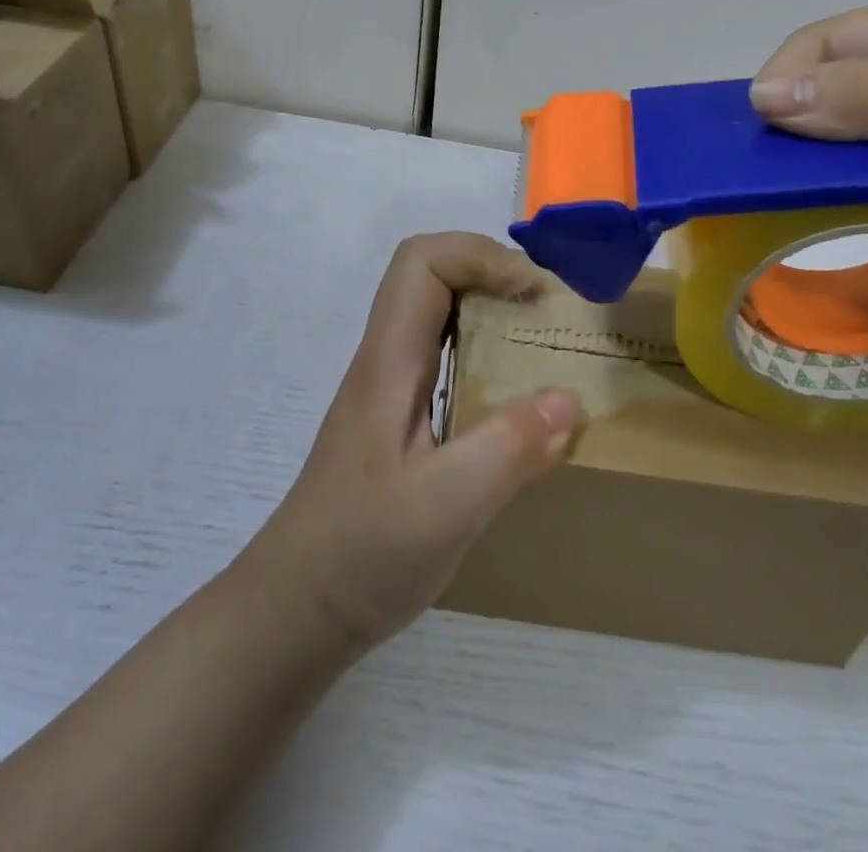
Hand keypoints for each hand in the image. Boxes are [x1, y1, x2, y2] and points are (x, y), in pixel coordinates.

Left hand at [240, 233, 583, 657]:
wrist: (296, 611)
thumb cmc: (361, 554)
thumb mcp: (443, 508)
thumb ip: (507, 450)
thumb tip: (570, 399)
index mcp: (389, 360)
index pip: (422, 261)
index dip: (481, 256)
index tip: (533, 294)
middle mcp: (386, 359)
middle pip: (431, 275)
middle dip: (492, 274)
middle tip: (546, 311)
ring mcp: (390, 388)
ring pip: (438, 313)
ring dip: (490, 310)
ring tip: (541, 341)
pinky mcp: (399, 417)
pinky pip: (445, 356)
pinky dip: (485, 352)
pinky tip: (514, 396)